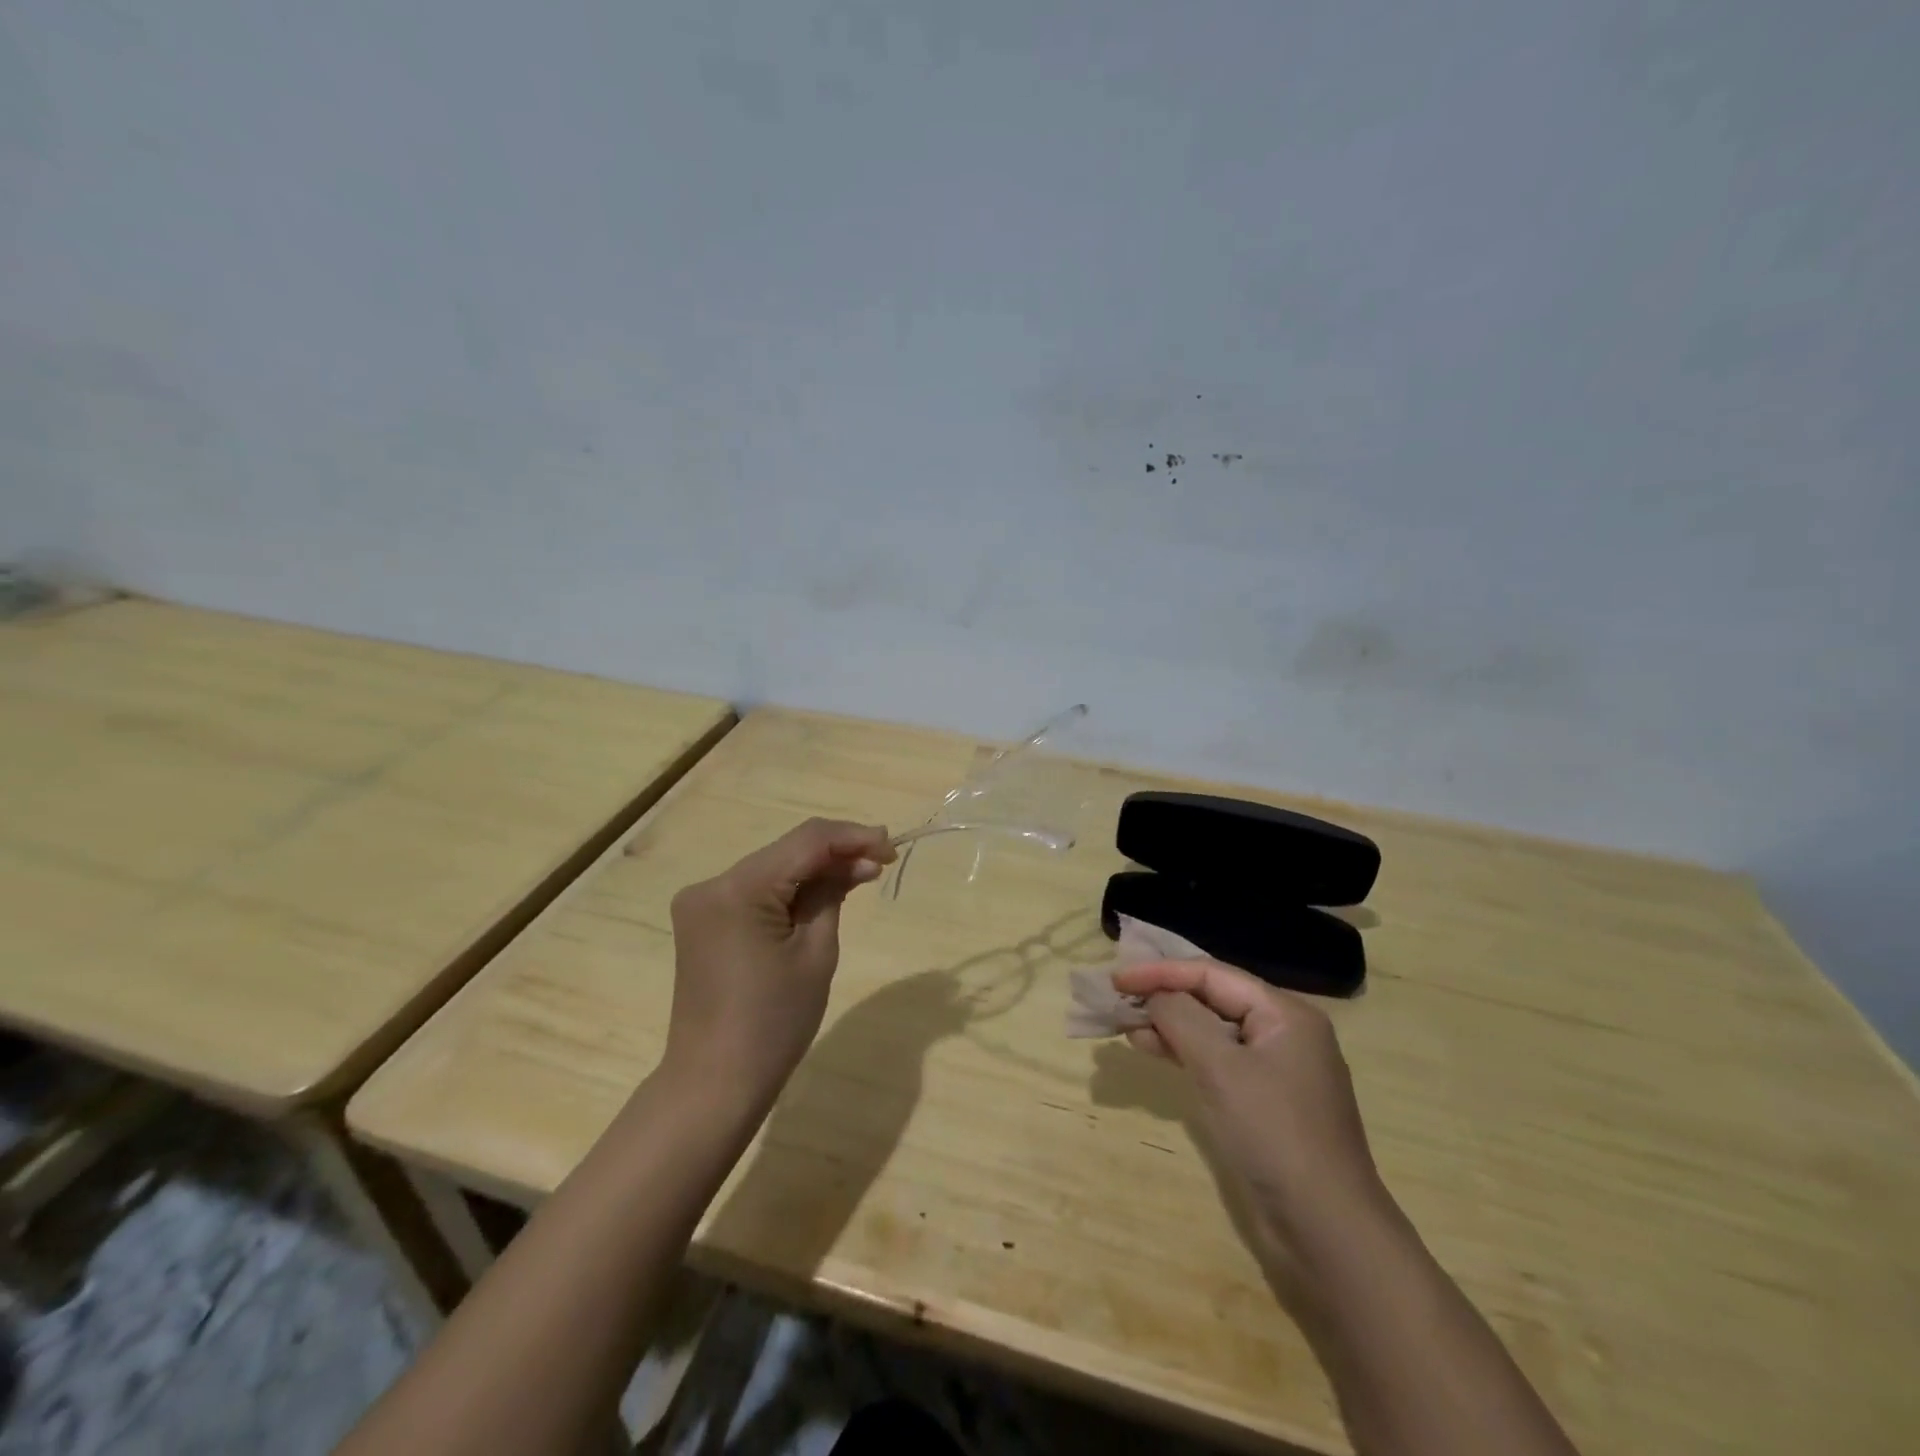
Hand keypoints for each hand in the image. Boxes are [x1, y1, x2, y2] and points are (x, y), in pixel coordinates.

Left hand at [664, 818, 894, 1112]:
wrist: (714, 1084)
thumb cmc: (774, 1024)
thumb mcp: (815, 953)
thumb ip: (833, 894)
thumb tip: (859, 861)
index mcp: (737, 889)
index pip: (806, 841)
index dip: (853, 837)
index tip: (891, 848)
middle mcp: (712, 884)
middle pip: (787, 850)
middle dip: (837, 852)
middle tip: (883, 861)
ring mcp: (703, 902)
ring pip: (773, 867)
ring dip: (816, 869)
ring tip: (862, 876)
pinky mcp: (704, 920)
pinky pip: (756, 890)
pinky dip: (791, 889)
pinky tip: (823, 894)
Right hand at [1112, 959, 1386, 1254]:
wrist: (1327, 1232)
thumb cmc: (1274, 1134)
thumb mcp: (1221, 1068)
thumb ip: (1182, 1019)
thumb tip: (1155, 995)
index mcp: (1284, 1013)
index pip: (1212, 974)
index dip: (1161, 972)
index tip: (1116, 980)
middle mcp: (1283, 1033)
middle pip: (1213, 998)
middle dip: (1164, 996)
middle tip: (1117, 999)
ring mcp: (1275, 1070)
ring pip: (1212, 1031)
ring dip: (1169, 1025)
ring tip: (1126, 1026)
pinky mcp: (1264, 1103)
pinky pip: (1217, 1061)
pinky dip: (1183, 1053)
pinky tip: (1152, 1051)